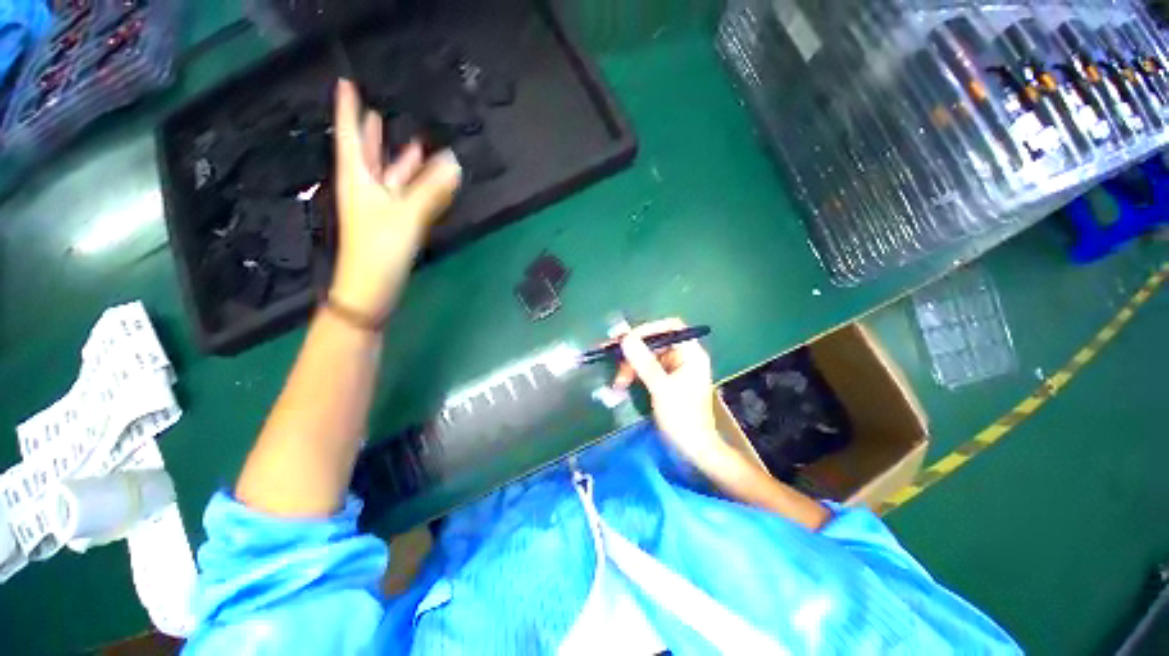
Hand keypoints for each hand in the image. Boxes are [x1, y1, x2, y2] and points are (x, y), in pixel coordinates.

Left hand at [329, 79, 461, 321]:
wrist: (370, 289)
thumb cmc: (379, 249)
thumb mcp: (406, 216)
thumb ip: (432, 190)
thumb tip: (454, 162)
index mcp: (358, 180)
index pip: (351, 136)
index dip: (349, 110)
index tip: (346, 83)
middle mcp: (365, 189)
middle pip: (368, 155)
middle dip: (372, 133)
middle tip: (377, 110)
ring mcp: (378, 208)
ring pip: (390, 177)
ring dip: (401, 161)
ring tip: (414, 142)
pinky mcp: (391, 225)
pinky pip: (404, 197)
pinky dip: (416, 186)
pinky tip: (429, 180)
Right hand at [613, 319, 733, 471]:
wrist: (693, 451)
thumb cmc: (683, 419)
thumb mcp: (661, 388)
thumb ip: (643, 362)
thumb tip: (625, 337)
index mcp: (691, 354)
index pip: (670, 327)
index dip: (647, 329)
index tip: (626, 339)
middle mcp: (683, 357)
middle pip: (654, 342)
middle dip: (633, 352)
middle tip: (612, 360)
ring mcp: (673, 370)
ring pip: (646, 357)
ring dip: (629, 366)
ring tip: (618, 382)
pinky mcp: (664, 382)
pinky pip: (645, 370)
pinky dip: (633, 375)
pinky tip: (621, 384)